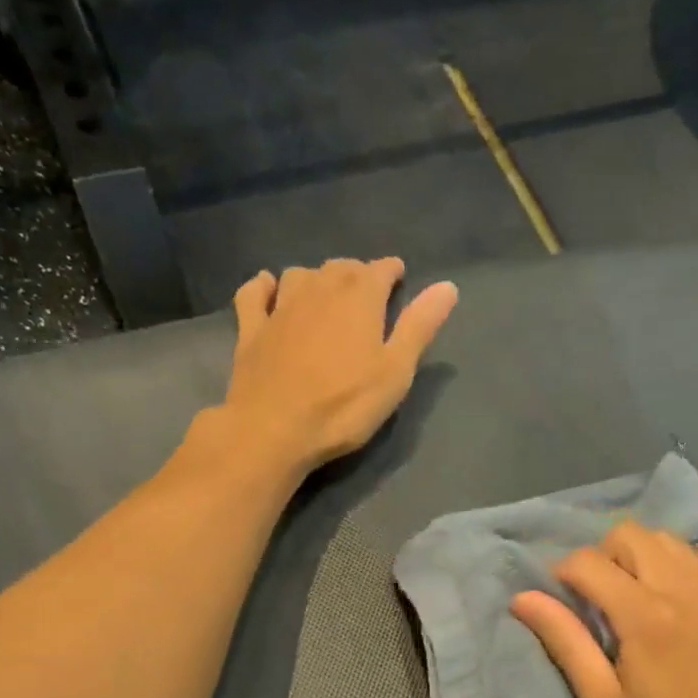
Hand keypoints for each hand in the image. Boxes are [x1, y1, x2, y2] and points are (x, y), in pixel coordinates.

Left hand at [221, 258, 457, 473]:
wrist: (273, 430)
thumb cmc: (344, 406)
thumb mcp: (395, 372)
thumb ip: (419, 327)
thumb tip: (448, 286)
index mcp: (359, 299)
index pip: (380, 270)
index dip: (391, 271)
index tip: (398, 277)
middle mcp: (319, 290)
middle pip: (340, 268)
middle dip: (356, 274)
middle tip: (366, 291)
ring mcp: (280, 308)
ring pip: (300, 274)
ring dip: (316, 278)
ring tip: (324, 294)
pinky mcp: (250, 329)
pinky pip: (254, 292)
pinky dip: (264, 286)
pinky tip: (269, 290)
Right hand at [511, 522, 697, 697]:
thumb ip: (565, 641)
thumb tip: (523, 598)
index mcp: (644, 615)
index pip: (588, 561)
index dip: (563, 572)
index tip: (563, 598)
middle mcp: (683, 588)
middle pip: (629, 534)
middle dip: (602, 556)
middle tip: (598, 596)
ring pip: (669, 538)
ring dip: (641, 554)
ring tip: (636, 592)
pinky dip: (689, 559)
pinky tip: (683, 591)